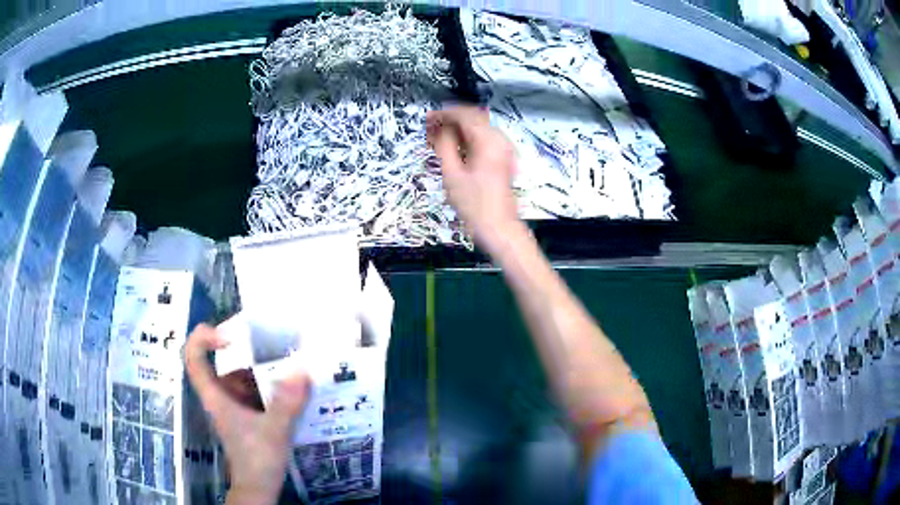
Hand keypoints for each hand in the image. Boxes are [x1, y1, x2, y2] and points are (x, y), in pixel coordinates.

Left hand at [185, 324, 309, 504]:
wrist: (259, 488)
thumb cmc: (257, 459)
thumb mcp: (274, 430)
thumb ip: (287, 402)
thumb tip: (302, 369)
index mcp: (215, 396)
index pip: (193, 357)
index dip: (203, 339)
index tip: (229, 336)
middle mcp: (221, 396)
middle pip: (221, 363)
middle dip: (243, 350)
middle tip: (270, 342)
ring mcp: (234, 407)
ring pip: (240, 378)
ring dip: (261, 368)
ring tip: (287, 361)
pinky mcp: (247, 416)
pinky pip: (254, 392)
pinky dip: (269, 385)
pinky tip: (291, 388)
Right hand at [427, 106, 520, 250]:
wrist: (498, 227)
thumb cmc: (474, 205)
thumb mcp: (452, 173)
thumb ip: (444, 145)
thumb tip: (438, 127)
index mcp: (488, 141)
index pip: (464, 115)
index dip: (443, 114)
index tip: (427, 119)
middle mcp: (499, 140)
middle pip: (473, 118)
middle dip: (450, 120)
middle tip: (430, 129)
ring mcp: (503, 149)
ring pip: (478, 128)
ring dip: (458, 129)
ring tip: (437, 139)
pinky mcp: (503, 158)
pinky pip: (483, 139)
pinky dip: (467, 139)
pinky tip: (453, 148)